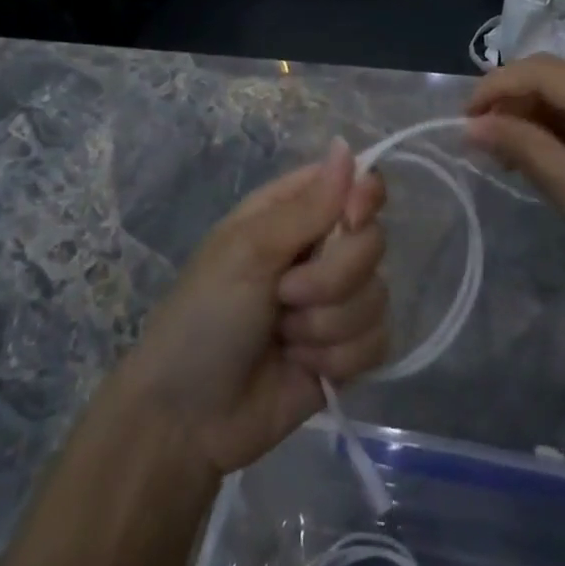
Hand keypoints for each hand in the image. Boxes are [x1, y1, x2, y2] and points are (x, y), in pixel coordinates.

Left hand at [118, 141, 389, 477]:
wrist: (187, 420)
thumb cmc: (205, 316)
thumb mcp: (248, 251)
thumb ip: (307, 206)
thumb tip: (347, 145)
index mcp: (293, 212)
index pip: (356, 183)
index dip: (365, 198)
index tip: (351, 219)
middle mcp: (320, 249)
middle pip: (372, 242)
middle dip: (331, 278)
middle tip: (284, 296)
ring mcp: (336, 302)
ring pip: (377, 295)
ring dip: (326, 325)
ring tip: (283, 338)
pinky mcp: (347, 352)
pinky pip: (377, 341)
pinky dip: (339, 359)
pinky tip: (303, 367)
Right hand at [466, 55, 564, 317]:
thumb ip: (525, 150)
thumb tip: (472, 125)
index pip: (544, 71)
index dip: (497, 87)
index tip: (465, 120)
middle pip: (554, 77)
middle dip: (510, 99)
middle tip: (480, 138)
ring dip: (529, 116)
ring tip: (502, 153)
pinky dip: (552, 131)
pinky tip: (536, 158)